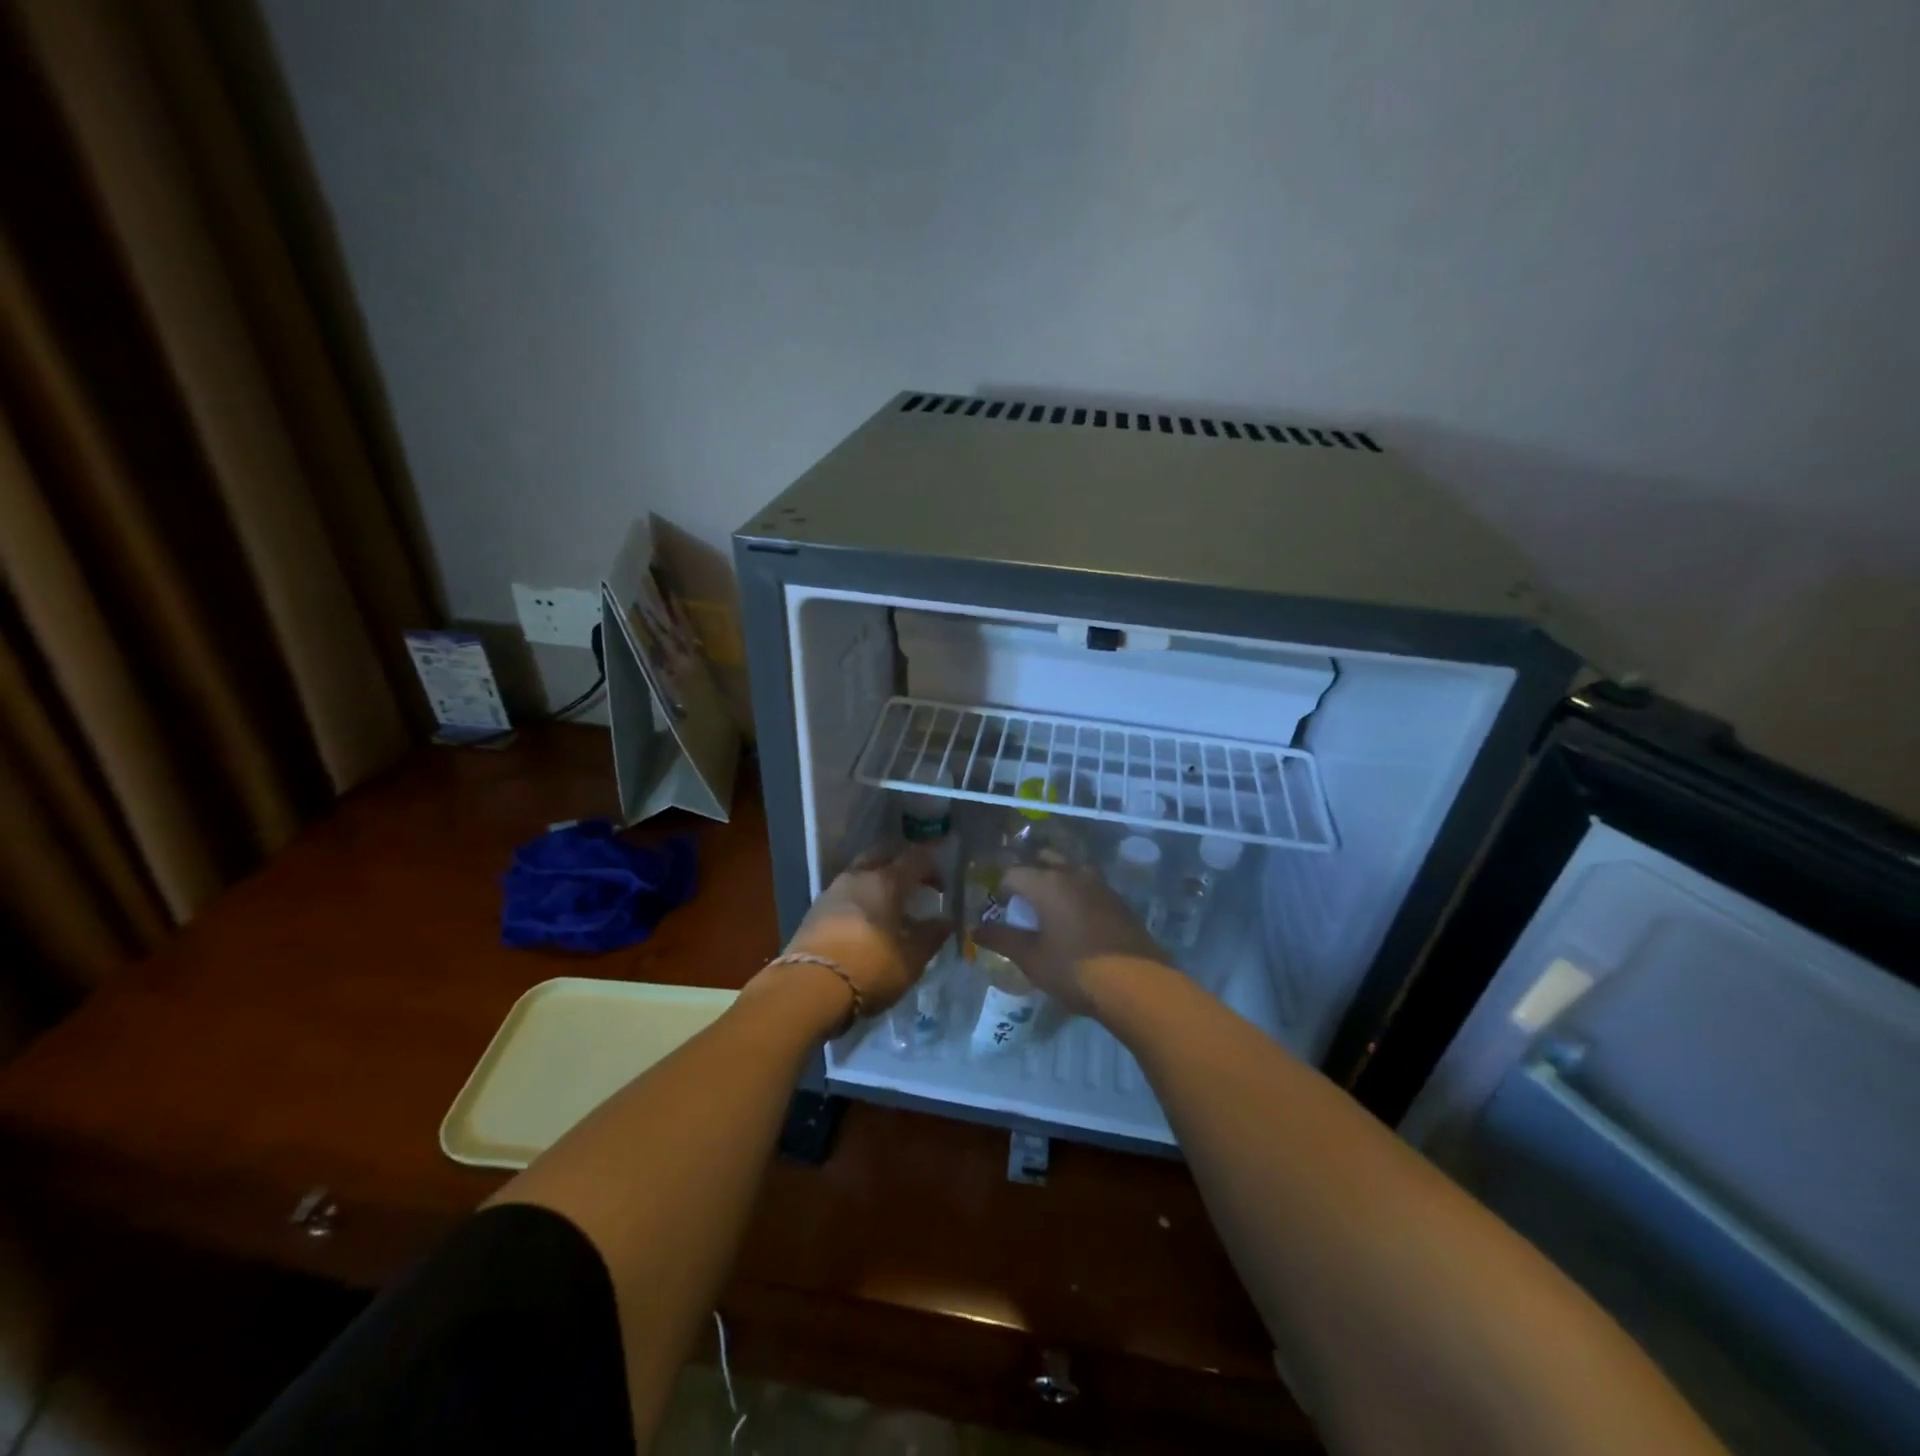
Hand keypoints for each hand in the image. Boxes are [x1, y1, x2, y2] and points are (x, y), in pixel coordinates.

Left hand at [777, 842, 950, 1015]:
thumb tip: (946, 921)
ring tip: (890, 905)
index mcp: (886, 881)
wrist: (808, 988)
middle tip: (914, 884)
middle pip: (883, 854)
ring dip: (878, 880)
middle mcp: (858, 876)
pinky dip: (860, 897)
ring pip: (860, 871)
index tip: (942, 889)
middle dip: (901, 864)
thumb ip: (932, 936)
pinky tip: (866, 920)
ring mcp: (832, 891)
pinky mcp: (815, 910)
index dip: (933, 868)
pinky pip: (845, 892)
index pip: (915, 858)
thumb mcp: (911, 959)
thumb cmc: (870, 968)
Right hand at [973, 864, 1170, 1016]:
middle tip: (1020, 899)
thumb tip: (976, 930)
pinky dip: (1075, 893)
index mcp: (1047, 882)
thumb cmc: (1075, 970)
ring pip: (1070, 869)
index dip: (1000, 887)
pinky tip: (1074, 917)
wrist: (1138, 985)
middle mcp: (1073, 873)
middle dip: (1028, 872)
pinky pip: (1088, 886)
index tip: (997, 905)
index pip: (1013, 872)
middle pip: (1044, 859)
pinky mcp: (1118, 900)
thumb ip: (1002, 940)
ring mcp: (1100, 884)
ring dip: (1055, 879)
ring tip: (1047, 906)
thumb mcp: (1032, 959)